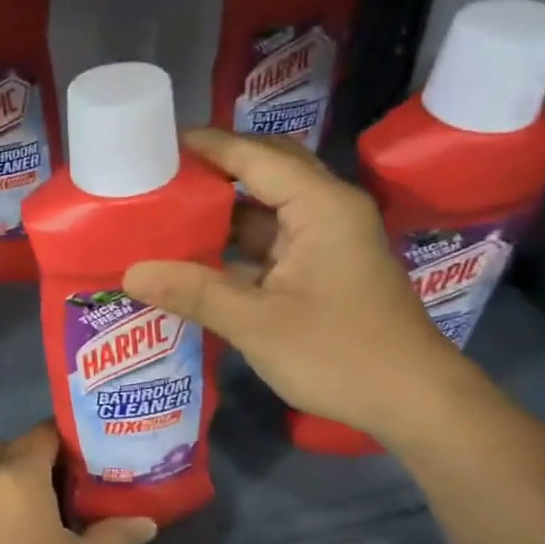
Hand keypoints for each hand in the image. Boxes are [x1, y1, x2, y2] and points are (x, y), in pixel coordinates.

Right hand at [123, 128, 468, 439]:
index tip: (158, 142)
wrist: (413, 401)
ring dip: (222, 212)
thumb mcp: (257, 323)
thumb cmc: (340, 354)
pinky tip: (196, 257)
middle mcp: (326, 211)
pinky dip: (236, 245)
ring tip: (167, 213)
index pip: (256, 157)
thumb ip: (194, 292)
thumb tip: (131, 273)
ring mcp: (326, 240)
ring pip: (266, 209)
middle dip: (215, 171)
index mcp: (321, 206)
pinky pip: (271, 241)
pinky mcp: (322, 268)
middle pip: (265, 172)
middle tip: (160, 175)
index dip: (208, 147)